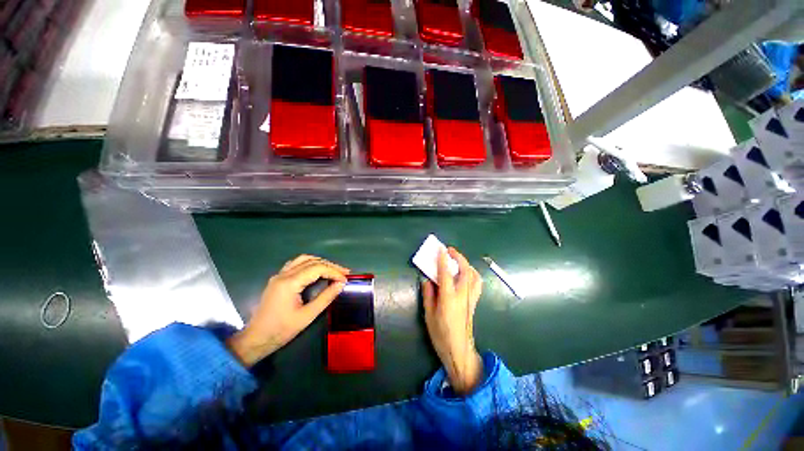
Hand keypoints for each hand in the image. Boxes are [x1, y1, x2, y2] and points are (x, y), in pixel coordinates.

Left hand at [228, 255, 349, 366]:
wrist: (255, 339)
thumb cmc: (281, 330)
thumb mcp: (307, 316)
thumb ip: (326, 297)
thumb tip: (341, 284)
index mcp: (290, 282)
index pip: (317, 268)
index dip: (334, 271)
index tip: (345, 279)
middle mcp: (283, 274)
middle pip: (312, 261)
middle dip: (330, 265)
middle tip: (344, 272)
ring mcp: (279, 275)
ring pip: (303, 259)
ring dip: (320, 262)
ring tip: (333, 270)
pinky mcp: (277, 279)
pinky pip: (296, 264)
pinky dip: (310, 264)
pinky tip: (317, 271)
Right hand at [422, 247, 482, 394]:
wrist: (459, 350)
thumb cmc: (441, 334)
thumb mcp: (429, 315)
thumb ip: (428, 295)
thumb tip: (427, 280)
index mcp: (448, 298)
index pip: (446, 273)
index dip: (443, 259)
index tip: (441, 249)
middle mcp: (462, 295)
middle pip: (465, 271)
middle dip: (458, 257)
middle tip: (450, 250)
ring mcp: (470, 298)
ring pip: (474, 276)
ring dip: (466, 264)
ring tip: (458, 261)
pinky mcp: (474, 302)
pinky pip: (477, 283)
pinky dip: (473, 274)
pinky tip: (466, 274)